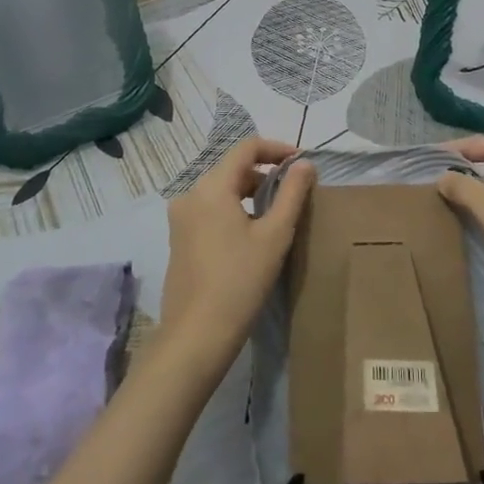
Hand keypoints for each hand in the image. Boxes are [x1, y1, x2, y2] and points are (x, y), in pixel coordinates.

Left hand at [159, 138, 315, 371]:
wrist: (196, 335)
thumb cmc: (240, 281)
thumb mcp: (275, 235)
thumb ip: (292, 194)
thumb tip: (305, 164)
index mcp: (211, 187)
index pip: (246, 148)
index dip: (276, 148)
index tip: (301, 162)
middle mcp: (190, 194)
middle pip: (232, 167)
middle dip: (264, 172)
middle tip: (294, 190)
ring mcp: (180, 218)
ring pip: (220, 189)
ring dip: (249, 191)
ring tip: (276, 212)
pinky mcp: (179, 238)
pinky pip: (209, 209)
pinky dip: (233, 208)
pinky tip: (250, 233)